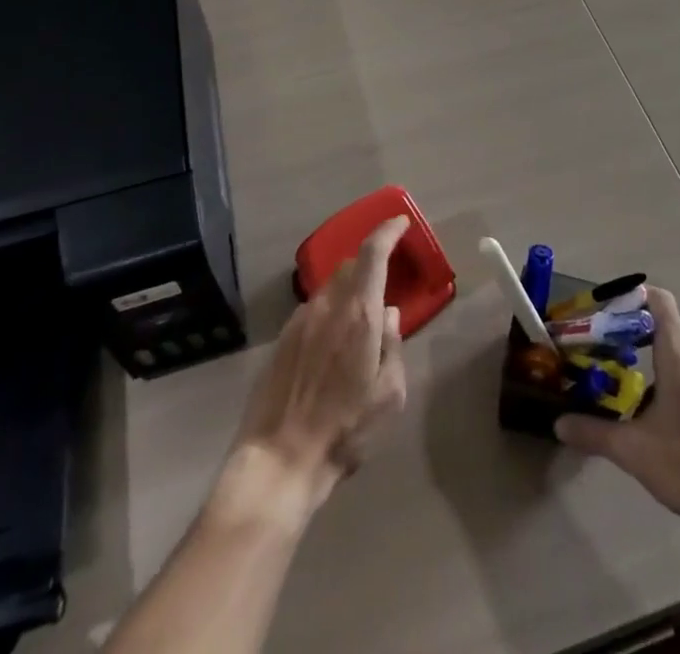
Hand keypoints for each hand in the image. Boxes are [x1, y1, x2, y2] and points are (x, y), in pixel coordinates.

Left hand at [231, 215, 409, 508]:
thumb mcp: (390, 395)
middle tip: (384, 282)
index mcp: (359, 313)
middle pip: (350, 266)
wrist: (280, 458)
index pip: (373, 252)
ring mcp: (300, 320)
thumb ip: (393, 346)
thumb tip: (388, 315)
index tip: (400, 222)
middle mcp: (328, 306)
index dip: (387, 231)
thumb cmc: (345, 429)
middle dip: (369, 265)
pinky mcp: (282, 338)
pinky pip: (312, 310)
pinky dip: (328, 313)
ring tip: (358, 320)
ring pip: (330, 288)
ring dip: (348, 291)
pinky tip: (331, 345)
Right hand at [555, 288, 679, 539]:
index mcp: (679, 354)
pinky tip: (653, 404)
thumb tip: (558, 424)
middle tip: (603, 344)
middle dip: (633, 327)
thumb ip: (594, 432)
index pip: (658, 300)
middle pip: (665, 321)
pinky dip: (669, 369)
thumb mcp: (633, 450)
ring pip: (679, 345)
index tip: (605, 313)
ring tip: (623, 371)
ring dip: (652, 349)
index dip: (632, 298)